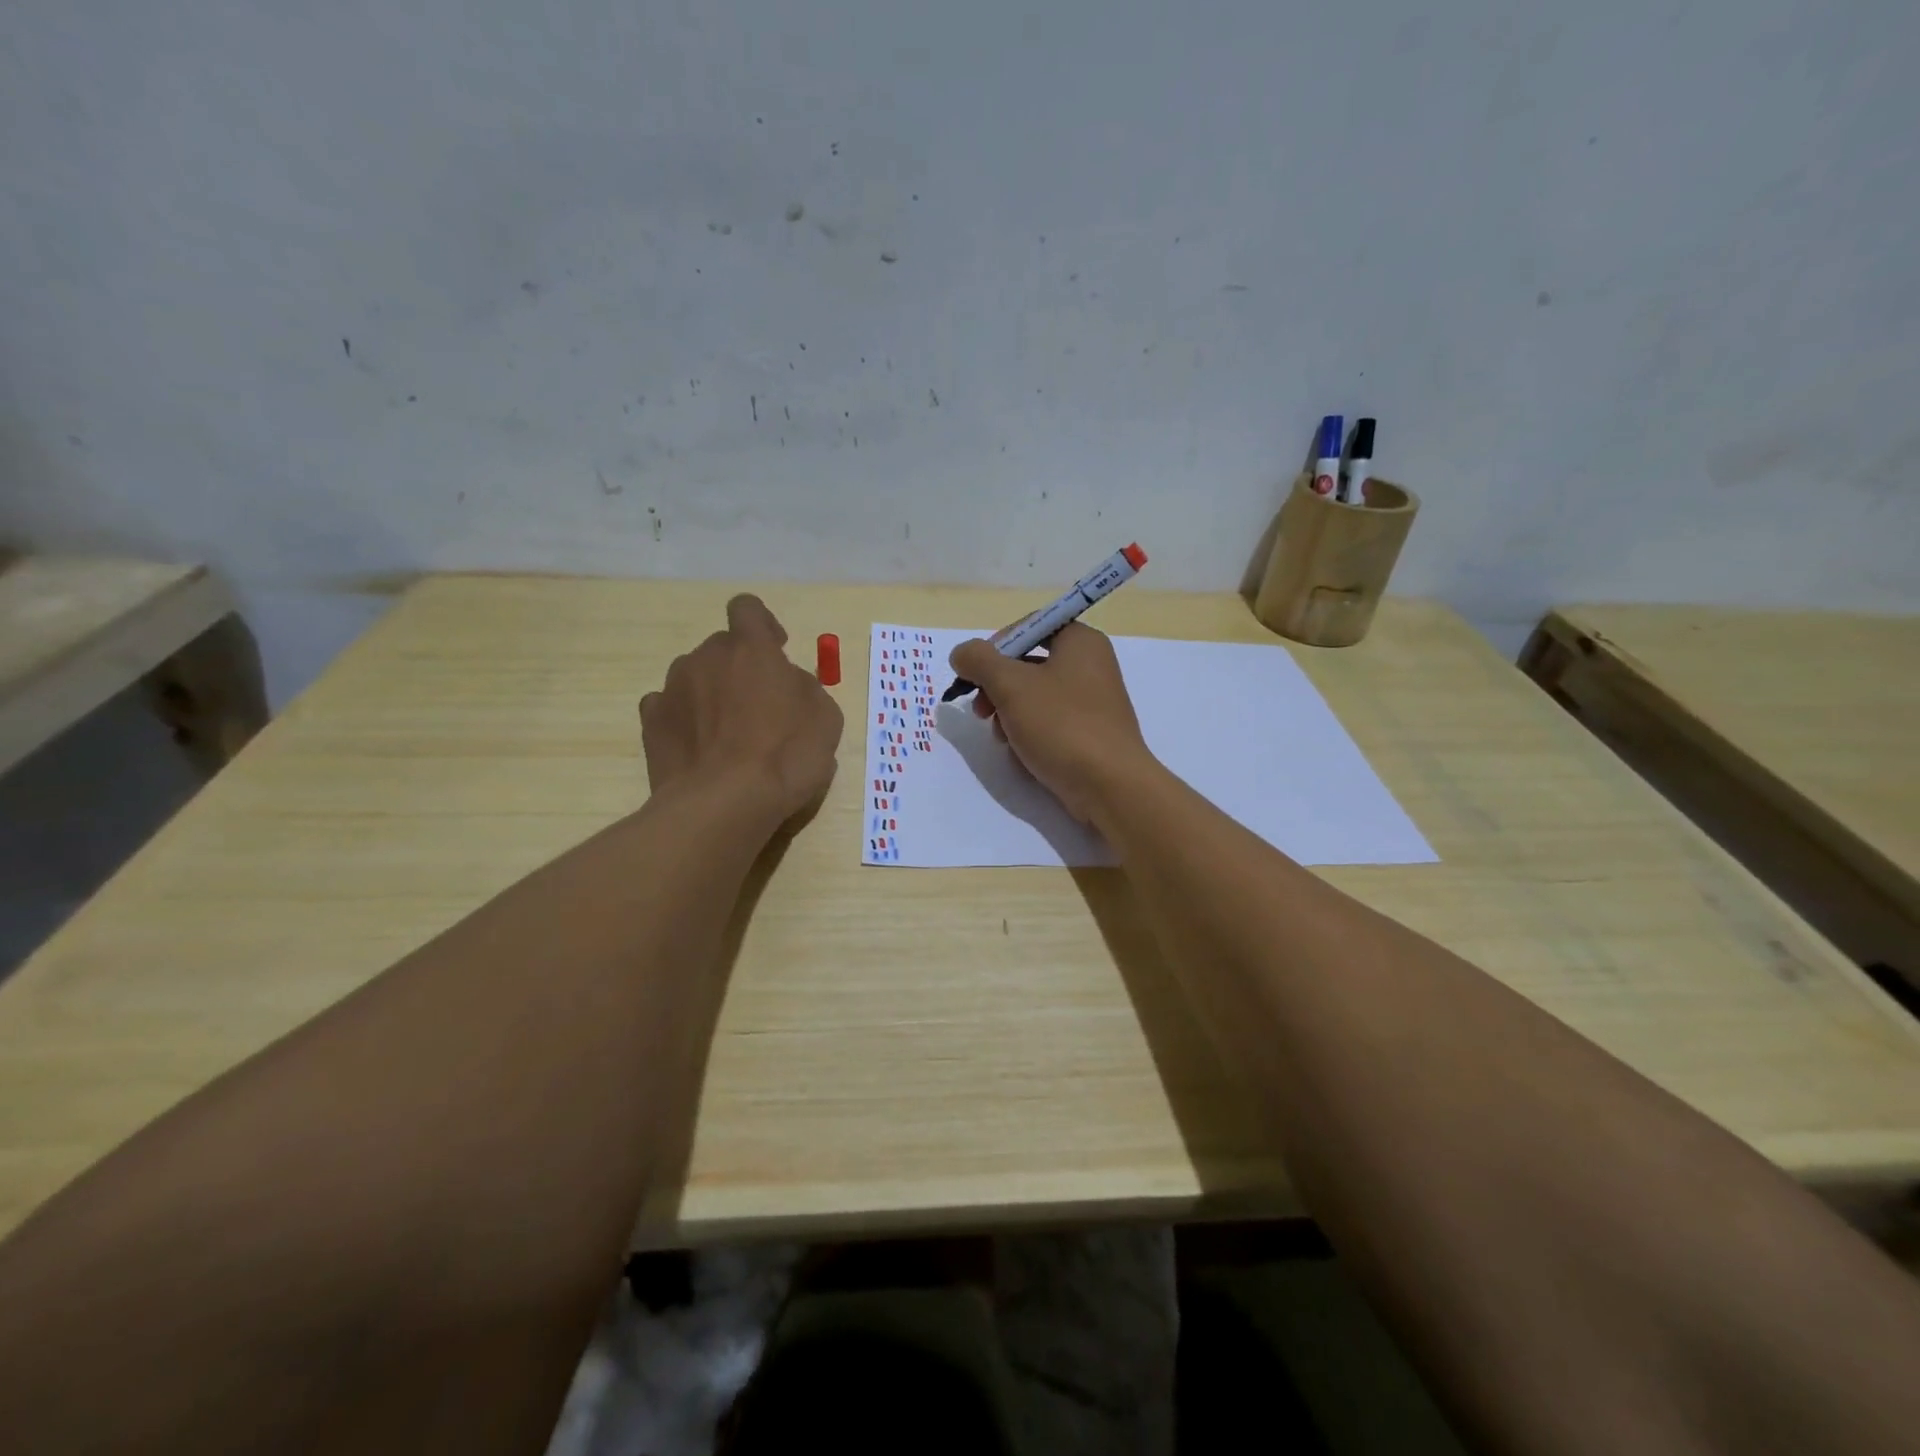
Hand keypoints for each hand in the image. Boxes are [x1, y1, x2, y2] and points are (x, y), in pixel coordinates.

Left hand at [640, 595, 843, 821]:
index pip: (747, 609)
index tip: (776, 650)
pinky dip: (684, 719)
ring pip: (694, 676)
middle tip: (759, 706)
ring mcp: (672, 689)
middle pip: (721, 647)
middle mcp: (706, 658)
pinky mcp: (651, 722)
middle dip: (739, 667)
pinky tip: (700, 747)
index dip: (762, 624)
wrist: (725, 804)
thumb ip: (805, 688)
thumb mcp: (826, 718)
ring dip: (711, 693)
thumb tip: (789, 684)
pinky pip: (669, 707)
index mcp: (751, 649)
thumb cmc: (786, 756)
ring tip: (727, 734)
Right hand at [949, 622, 1159, 826]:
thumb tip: (962, 653)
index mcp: (1080, 641)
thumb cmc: (1061, 725)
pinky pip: (1050, 723)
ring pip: (1035, 697)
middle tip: (980, 710)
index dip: (996, 647)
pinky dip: (1029, 733)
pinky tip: (1021, 754)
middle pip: (1028, 664)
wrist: (1110, 786)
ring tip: (1002, 738)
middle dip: (997, 687)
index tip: (975, 674)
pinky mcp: (1090, 733)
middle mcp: (1091, 664)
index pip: (1029, 626)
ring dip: (1008, 715)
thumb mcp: (1011, 685)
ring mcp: (1092, 701)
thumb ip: (979, 661)